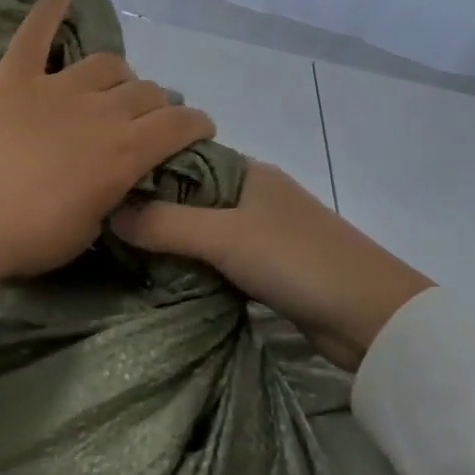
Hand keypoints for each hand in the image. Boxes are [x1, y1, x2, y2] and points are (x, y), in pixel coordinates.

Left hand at [0, 0, 216, 280]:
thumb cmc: (28, 236)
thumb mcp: (87, 231)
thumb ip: (109, 196)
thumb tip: (115, 181)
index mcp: (125, 152)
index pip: (178, 125)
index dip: (196, 123)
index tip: (199, 128)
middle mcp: (101, 111)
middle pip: (145, 92)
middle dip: (157, 103)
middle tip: (149, 117)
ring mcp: (57, 88)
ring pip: (106, 64)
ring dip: (118, 75)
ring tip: (113, 85)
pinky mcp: (15, 76)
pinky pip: (36, 33)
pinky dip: (50, 10)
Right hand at [112, 161, 432, 370]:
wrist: (371, 316)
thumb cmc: (297, 259)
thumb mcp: (225, 237)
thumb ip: (167, 224)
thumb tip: (110, 213)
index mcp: (247, 172)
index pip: (183, 157)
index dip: (145, 168)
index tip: (102, 187)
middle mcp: (254, 194)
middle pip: (191, 194)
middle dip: (153, 208)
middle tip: (104, 225)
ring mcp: (264, 231)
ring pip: (205, 228)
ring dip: (174, 239)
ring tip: (124, 252)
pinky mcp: (270, 267)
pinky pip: (220, 257)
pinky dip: (195, 263)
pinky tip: (165, 275)